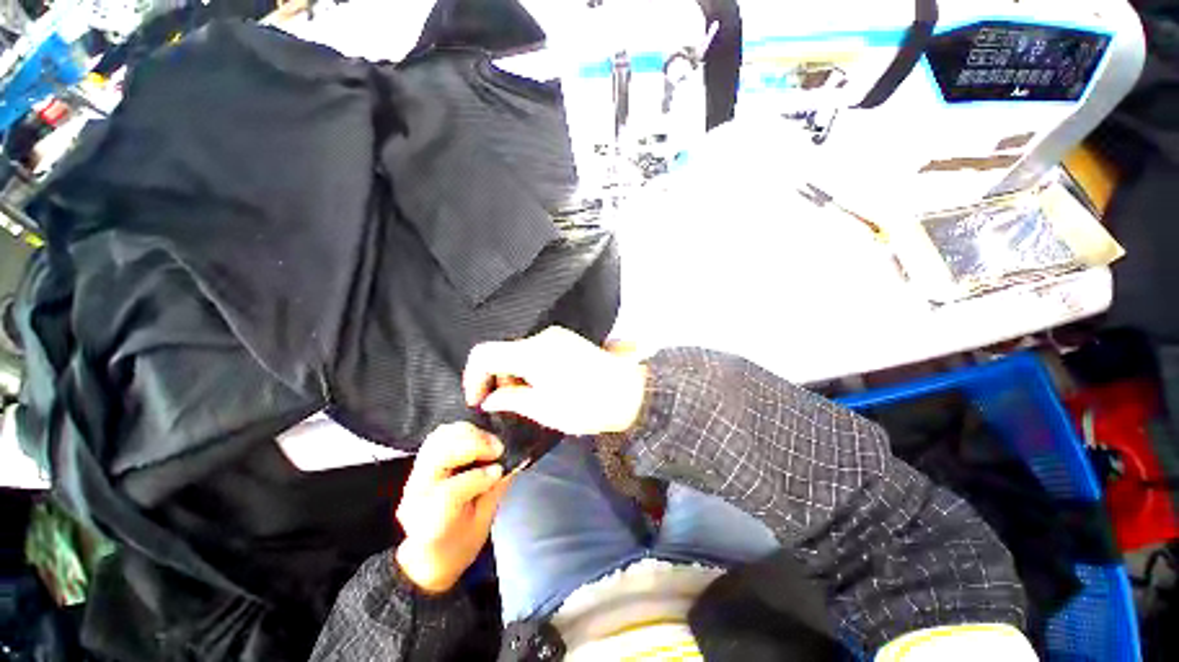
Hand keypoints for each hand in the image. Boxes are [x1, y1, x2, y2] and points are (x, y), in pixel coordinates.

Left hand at [395, 423, 513, 593]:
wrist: (426, 555)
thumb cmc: (458, 546)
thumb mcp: (481, 527)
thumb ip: (493, 494)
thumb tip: (509, 465)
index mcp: (430, 522)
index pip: (449, 492)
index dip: (478, 477)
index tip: (500, 471)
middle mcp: (417, 493)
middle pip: (440, 456)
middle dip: (473, 445)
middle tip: (498, 449)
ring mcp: (416, 475)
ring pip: (439, 439)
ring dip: (469, 434)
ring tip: (490, 442)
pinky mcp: (422, 461)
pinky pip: (439, 435)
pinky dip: (461, 431)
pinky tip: (478, 438)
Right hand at [463, 327, 648, 435]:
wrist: (630, 392)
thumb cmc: (586, 404)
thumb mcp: (543, 409)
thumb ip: (511, 400)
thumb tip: (490, 398)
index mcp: (531, 352)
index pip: (485, 354)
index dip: (473, 377)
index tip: (478, 401)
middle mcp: (542, 337)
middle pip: (503, 352)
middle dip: (497, 379)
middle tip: (506, 406)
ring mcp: (557, 337)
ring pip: (520, 352)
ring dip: (515, 375)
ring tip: (529, 400)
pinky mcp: (568, 341)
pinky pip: (537, 352)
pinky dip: (531, 369)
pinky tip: (544, 387)